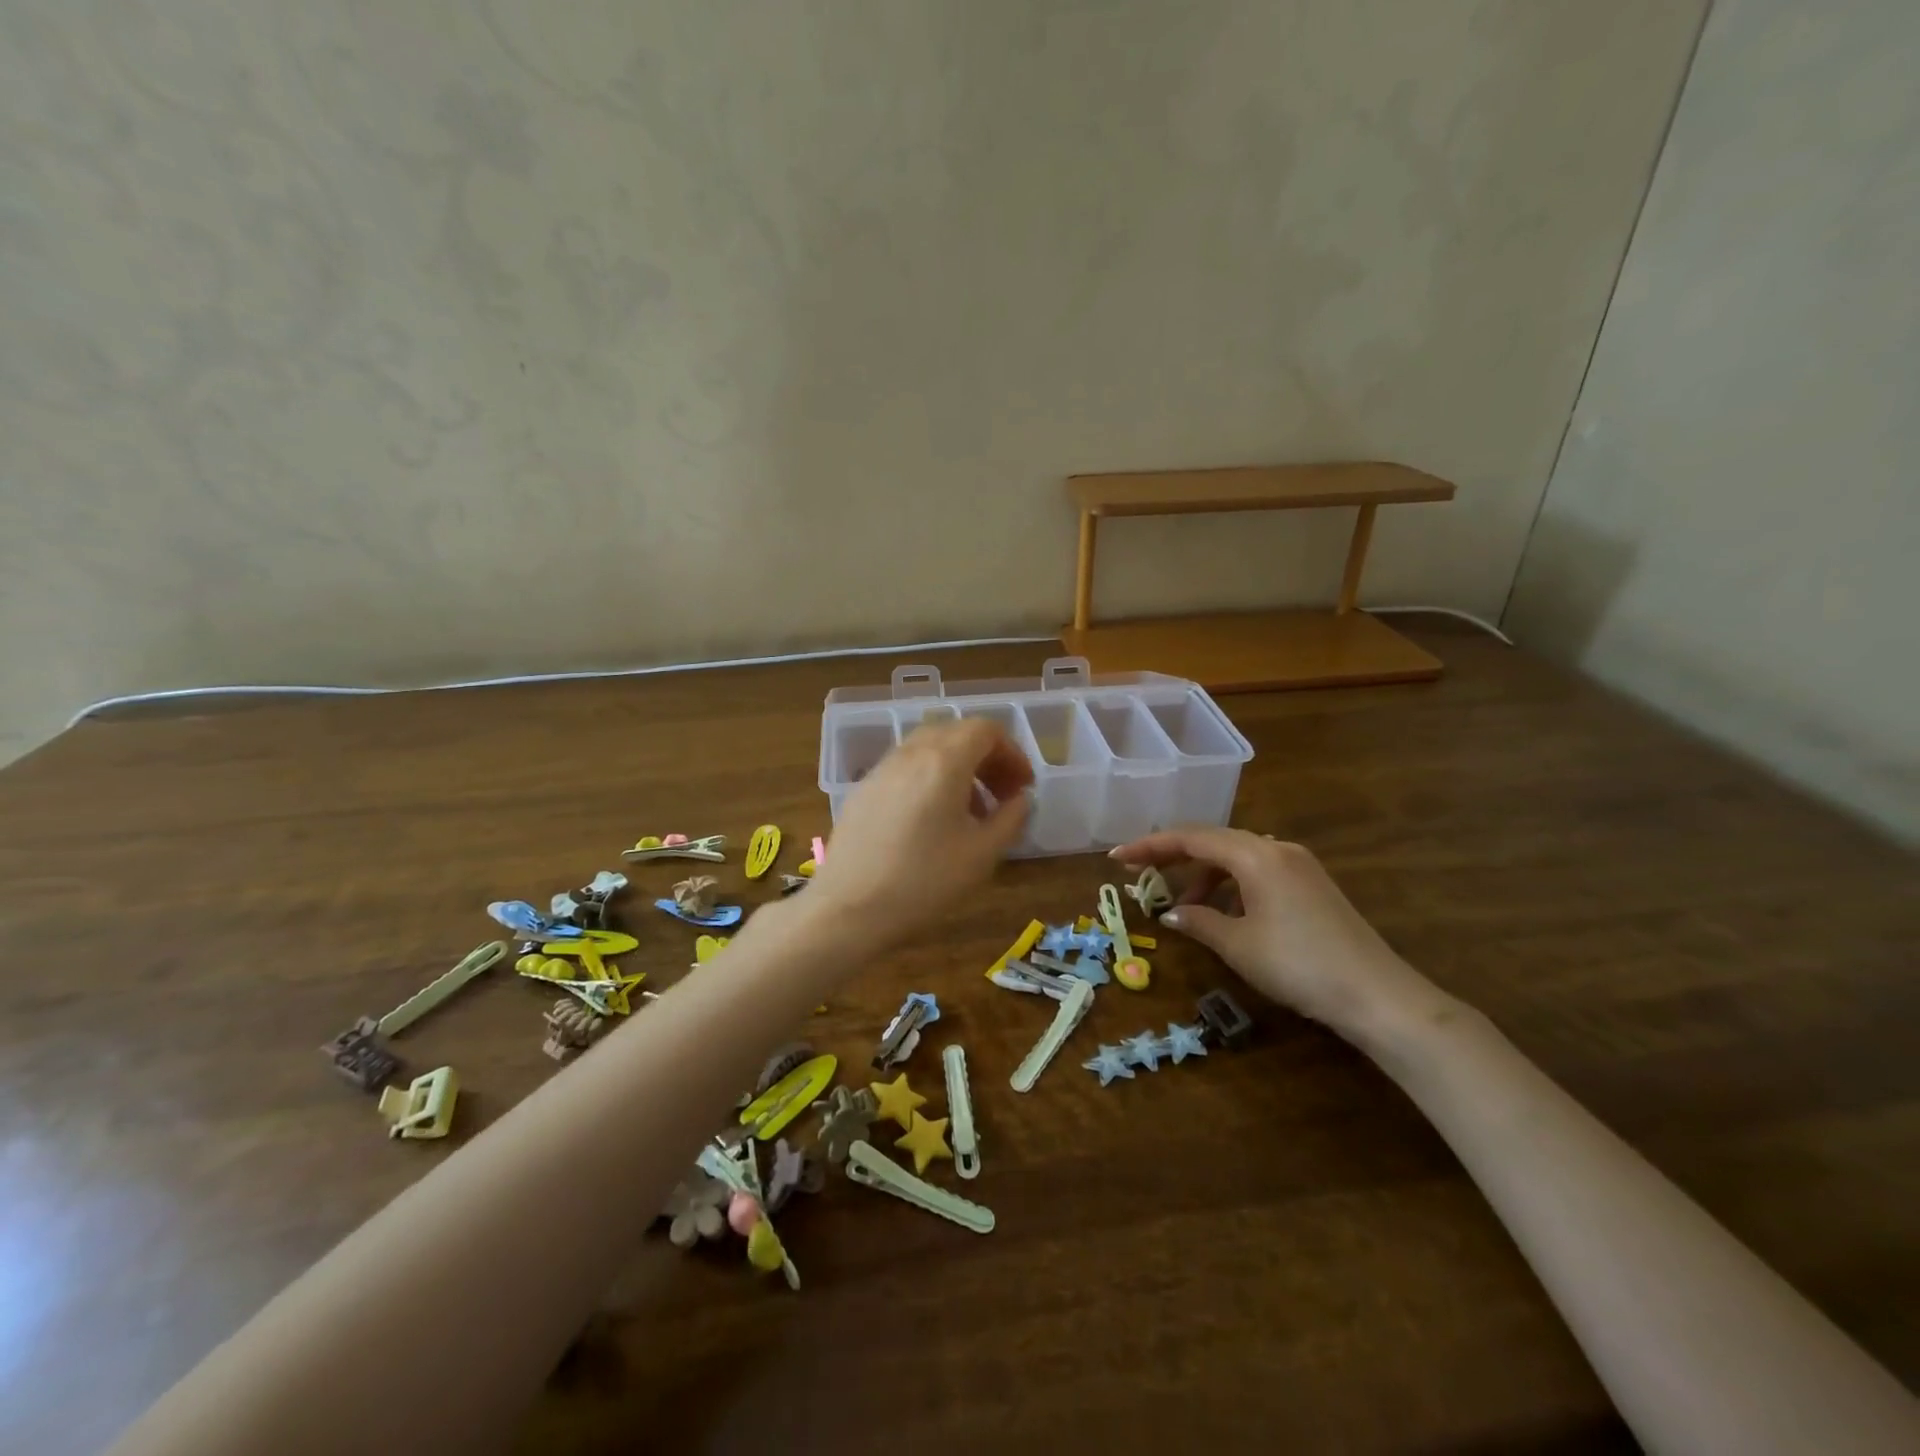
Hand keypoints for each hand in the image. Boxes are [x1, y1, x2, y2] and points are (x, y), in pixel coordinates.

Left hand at [804, 719, 1033, 953]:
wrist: (849, 908)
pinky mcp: (863, 789)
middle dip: (986, 758)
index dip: (1012, 752)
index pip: (985, 729)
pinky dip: (929, 779)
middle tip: (1002, 795)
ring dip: (958, 768)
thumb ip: (1011, 818)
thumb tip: (1020, 799)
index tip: (1022, 787)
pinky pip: (905, 768)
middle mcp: (911, 753)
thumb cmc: (924, 881)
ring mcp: (882, 769)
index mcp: (944, 760)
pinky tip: (931, 821)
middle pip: (956, 733)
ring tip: (969, 811)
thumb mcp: (982, 854)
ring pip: (928, 749)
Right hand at [1110, 828, 1442, 1040]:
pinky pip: (1257, 872)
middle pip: (1213, 841)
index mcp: (1255, 854)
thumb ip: (1199, 922)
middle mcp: (1276, 848)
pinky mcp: (1311, 885)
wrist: (1377, 996)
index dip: (1150, 846)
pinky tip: (1225, 915)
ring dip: (1204, 878)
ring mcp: (1298, 865)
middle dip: (1174, 858)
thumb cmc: (1298, 965)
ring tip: (1186, 910)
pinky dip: (1231, 887)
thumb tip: (1172, 914)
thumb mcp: (1238, 945)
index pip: (1191, 838)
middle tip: (1142, 876)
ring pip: (1236, 858)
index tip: (1117, 858)